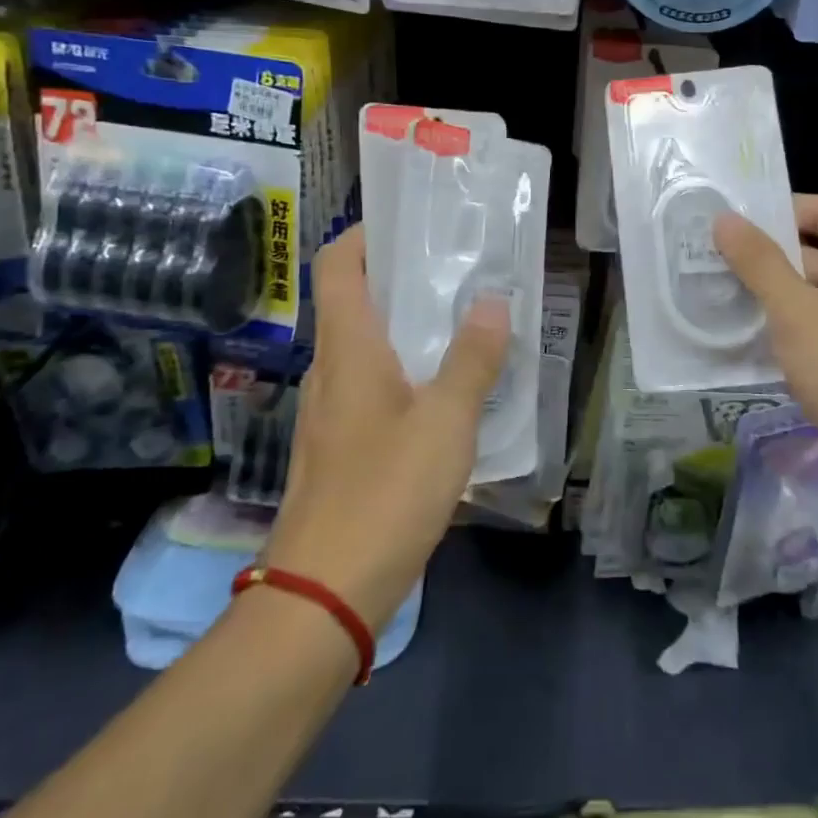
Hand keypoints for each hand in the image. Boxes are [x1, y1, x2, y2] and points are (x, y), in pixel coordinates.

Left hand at [260, 225, 509, 631]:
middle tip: (459, 267)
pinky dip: (406, 370)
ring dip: (408, 326)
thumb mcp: (445, 422)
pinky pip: (373, 386)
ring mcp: (331, 411)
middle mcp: (330, 370)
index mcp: (348, 349)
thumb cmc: (384, 493)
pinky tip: (447, 390)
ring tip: (464, 320)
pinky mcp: (340, 447)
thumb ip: (473, 359)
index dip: (365, 234)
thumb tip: (494, 302)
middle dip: (402, 277)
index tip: (411, 222)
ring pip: (367, 346)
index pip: (337, 266)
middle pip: (356, 301)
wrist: (323, 596)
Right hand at [713, 195, 817, 481]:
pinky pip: (810, 331)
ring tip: (713, 290)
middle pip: (815, 252)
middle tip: (710, 254)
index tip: (735, 218)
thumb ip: (759, 262)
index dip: (783, 207)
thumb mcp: (796, 310)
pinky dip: (778, 328)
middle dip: (765, 253)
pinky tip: (738, 336)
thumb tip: (724, 218)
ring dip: (767, 293)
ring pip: (808, 295)